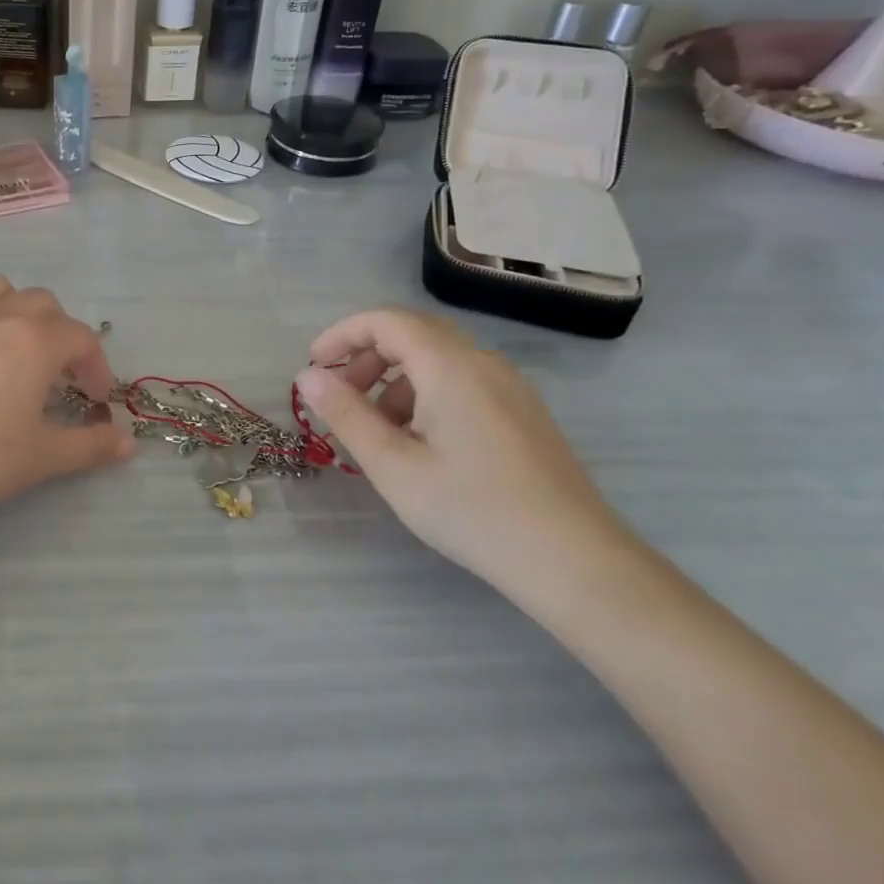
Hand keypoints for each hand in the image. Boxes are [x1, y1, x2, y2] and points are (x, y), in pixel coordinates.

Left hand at [0, 276, 134, 533]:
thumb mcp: (43, 456)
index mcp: (35, 341)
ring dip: (11, 306)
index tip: (94, 399)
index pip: (81, 338)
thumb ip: (89, 446)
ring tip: (11, 340)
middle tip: (56, 372)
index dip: (96, 366)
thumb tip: (126, 443)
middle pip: (41, 303)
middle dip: (59, 331)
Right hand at [294, 308, 633, 595]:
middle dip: (366, 356)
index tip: (314, 368)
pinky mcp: (523, 412)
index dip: (342, 335)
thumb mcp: (394, 466)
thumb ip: (346, 414)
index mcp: (450, 366)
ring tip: (377, 429)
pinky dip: (425, 394)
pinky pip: (462, 381)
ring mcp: (510, 386)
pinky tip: (421, 443)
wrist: (577, 563)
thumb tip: (307, 377)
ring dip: (394, 378)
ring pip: (438, 359)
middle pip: (412, 333)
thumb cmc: (474, 511)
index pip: (385, 321)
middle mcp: (483, 363)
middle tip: (340, 397)